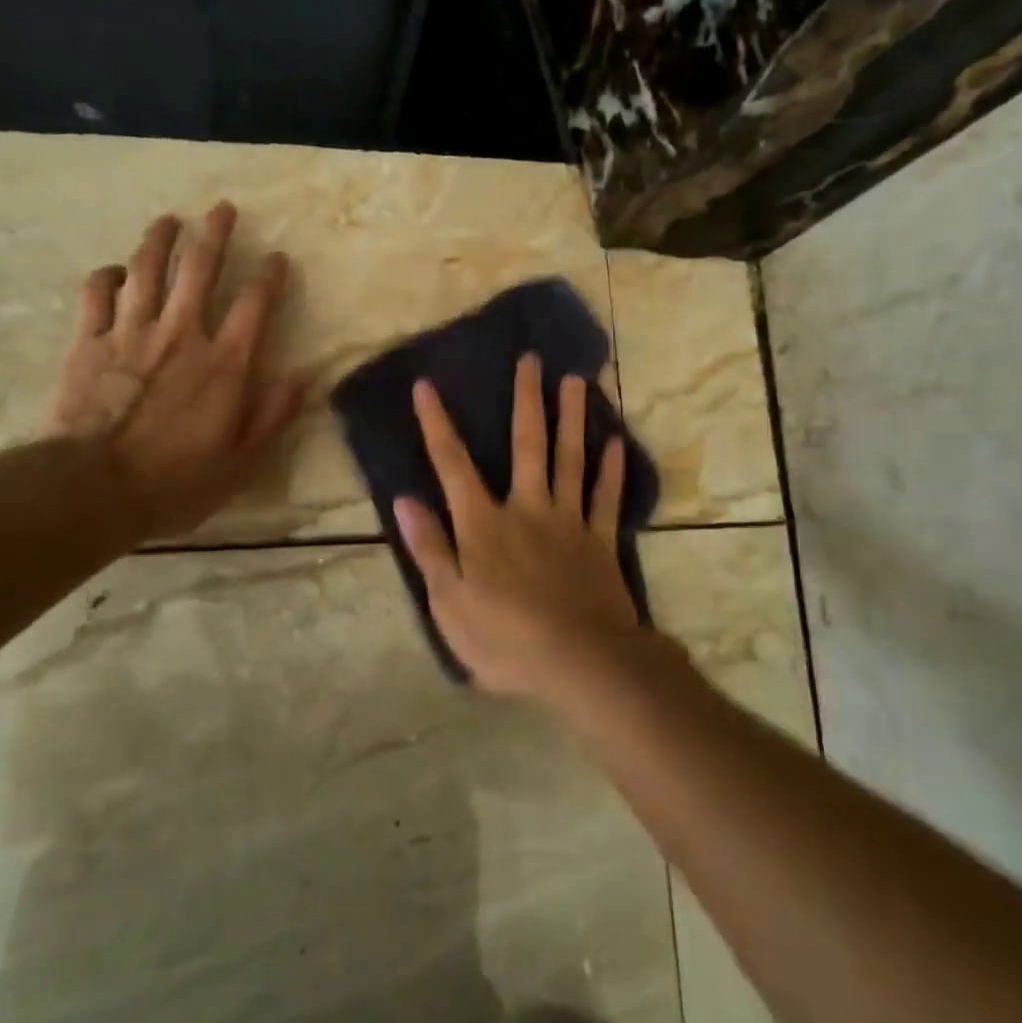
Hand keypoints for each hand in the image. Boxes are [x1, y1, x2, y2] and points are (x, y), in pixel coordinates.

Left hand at [45, 201, 307, 543]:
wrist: (91, 489)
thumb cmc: (175, 481)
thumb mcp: (242, 462)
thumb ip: (274, 415)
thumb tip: (304, 377)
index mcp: (224, 363)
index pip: (255, 304)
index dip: (270, 276)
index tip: (277, 257)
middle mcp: (182, 334)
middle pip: (200, 269)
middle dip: (215, 234)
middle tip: (222, 208)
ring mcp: (131, 332)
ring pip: (147, 269)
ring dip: (160, 240)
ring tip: (169, 219)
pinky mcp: (89, 342)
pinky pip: (97, 294)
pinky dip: (108, 276)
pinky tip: (116, 271)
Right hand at [393, 353, 641, 697]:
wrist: (581, 662)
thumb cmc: (506, 639)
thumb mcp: (450, 603)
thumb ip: (430, 549)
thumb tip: (404, 500)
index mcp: (484, 524)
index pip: (453, 466)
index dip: (437, 425)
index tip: (427, 386)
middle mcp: (527, 509)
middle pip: (527, 445)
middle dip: (526, 400)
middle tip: (531, 359)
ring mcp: (569, 521)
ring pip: (570, 459)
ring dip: (572, 418)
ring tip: (576, 380)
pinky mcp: (601, 541)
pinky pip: (607, 498)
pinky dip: (612, 470)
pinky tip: (616, 441)